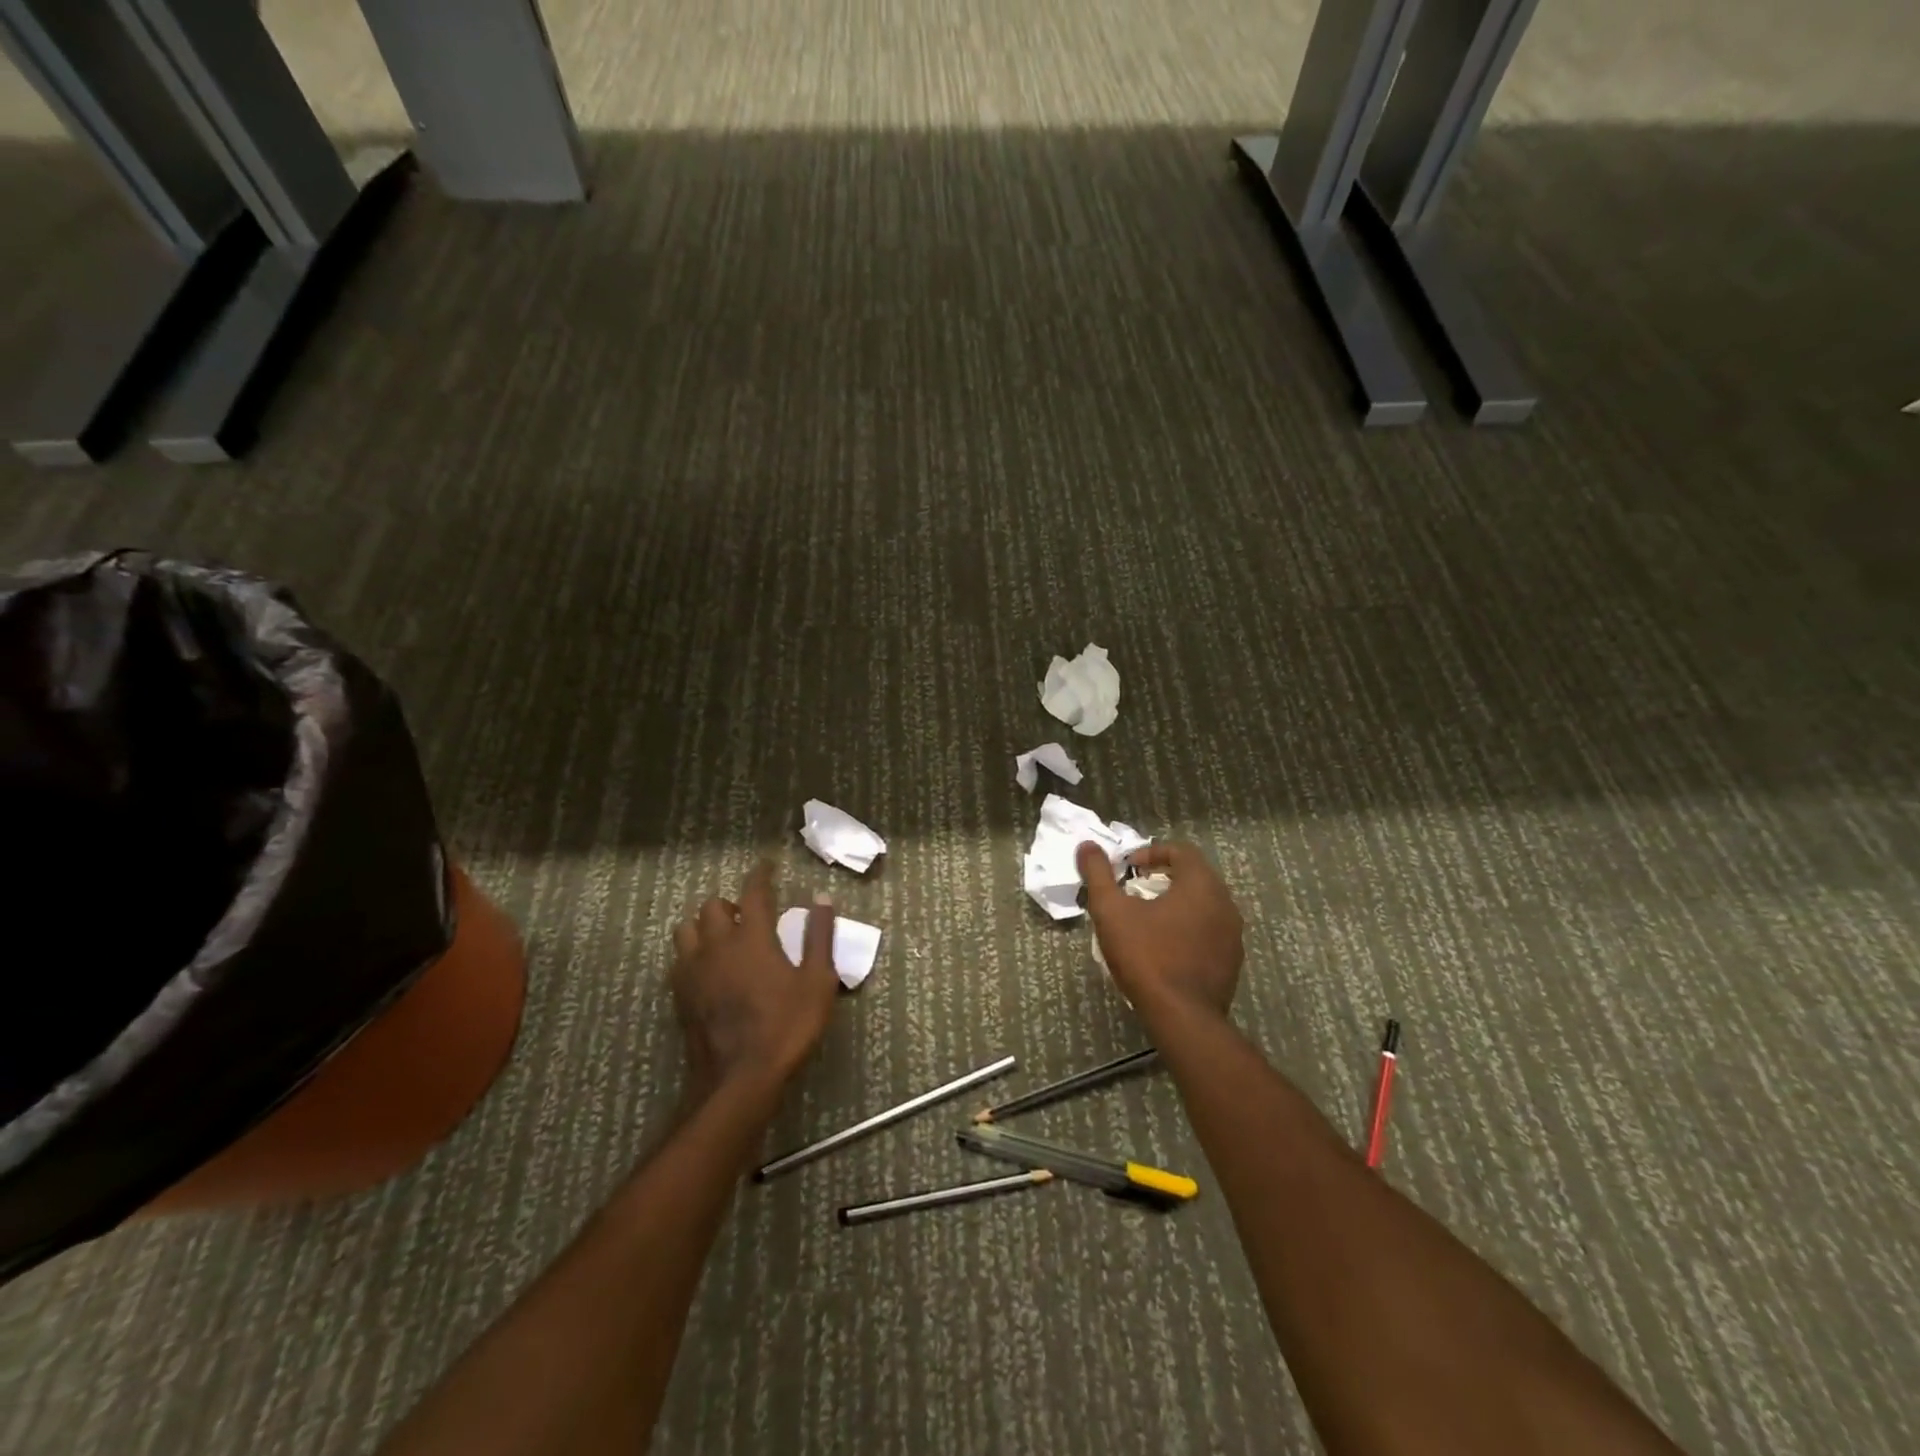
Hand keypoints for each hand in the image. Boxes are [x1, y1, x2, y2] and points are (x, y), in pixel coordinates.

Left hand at [671, 862, 839, 1101]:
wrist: (739, 1079)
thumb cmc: (786, 1027)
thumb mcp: (818, 982)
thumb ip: (819, 937)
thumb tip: (822, 899)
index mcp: (752, 938)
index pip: (753, 892)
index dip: (760, 874)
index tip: (766, 865)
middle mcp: (717, 946)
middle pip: (713, 907)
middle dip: (731, 904)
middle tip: (750, 915)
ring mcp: (693, 971)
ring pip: (687, 929)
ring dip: (705, 925)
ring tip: (723, 937)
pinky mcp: (680, 995)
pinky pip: (679, 960)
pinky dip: (693, 953)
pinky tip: (707, 968)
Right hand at [1077, 841, 1242, 1022]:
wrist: (1183, 1018)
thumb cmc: (1147, 957)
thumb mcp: (1112, 912)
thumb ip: (1098, 874)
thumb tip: (1087, 845)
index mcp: (1201, 884)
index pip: (1182, 850)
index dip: (1152, 852)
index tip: (1128, 869)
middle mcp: (1225, 903)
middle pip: (1195, 875)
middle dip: (1164, 877)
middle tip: (1136, 890)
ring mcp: (1233, 934)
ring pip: (1204, 904)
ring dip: (1177, 903)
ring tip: (1149, 918)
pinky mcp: (1232, 960)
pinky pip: (1210, 931)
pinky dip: (1189, 928)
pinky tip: (1166, 947)